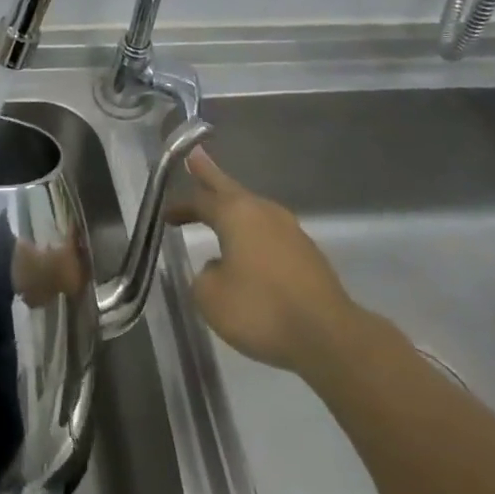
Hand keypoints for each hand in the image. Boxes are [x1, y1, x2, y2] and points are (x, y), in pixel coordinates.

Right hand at [167, 148, 367, 385]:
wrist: (329, 337)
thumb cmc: (261, 309)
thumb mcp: (211, 298)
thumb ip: (203, 276)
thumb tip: (217, 268)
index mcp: (236, 213)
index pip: (200, 200)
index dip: (180, 205)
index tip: (165, 213)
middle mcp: (263, 212)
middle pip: (229, 188)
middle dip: (209, 175)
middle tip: (194, 156)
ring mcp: (290, 231)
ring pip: (253, 210)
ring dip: (234, 209)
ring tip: (220, 210)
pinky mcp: (307, 254)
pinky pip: (270, 234)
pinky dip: (253, 235)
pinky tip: (250, 253)